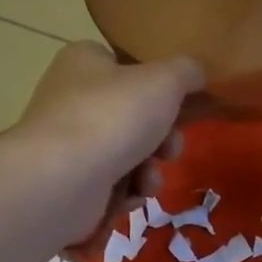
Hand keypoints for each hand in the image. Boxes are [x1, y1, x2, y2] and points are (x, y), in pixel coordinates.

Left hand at [11, 42, 202, 250]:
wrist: (64, 179)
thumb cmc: (114, 117)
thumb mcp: (165, 80)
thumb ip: (187, 71)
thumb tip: (197, 72)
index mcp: (84, 62)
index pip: (125, 66)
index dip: (156, 88)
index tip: (178, 108)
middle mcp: (70, 98)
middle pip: (132, 118)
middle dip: (161, 141)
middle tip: (170, 151)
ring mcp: (67, 143)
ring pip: (126, 156)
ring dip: (148, 172)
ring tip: (147, 182)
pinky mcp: (68, 183)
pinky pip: (109, 186)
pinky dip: (125, 194)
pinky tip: (127, 199)